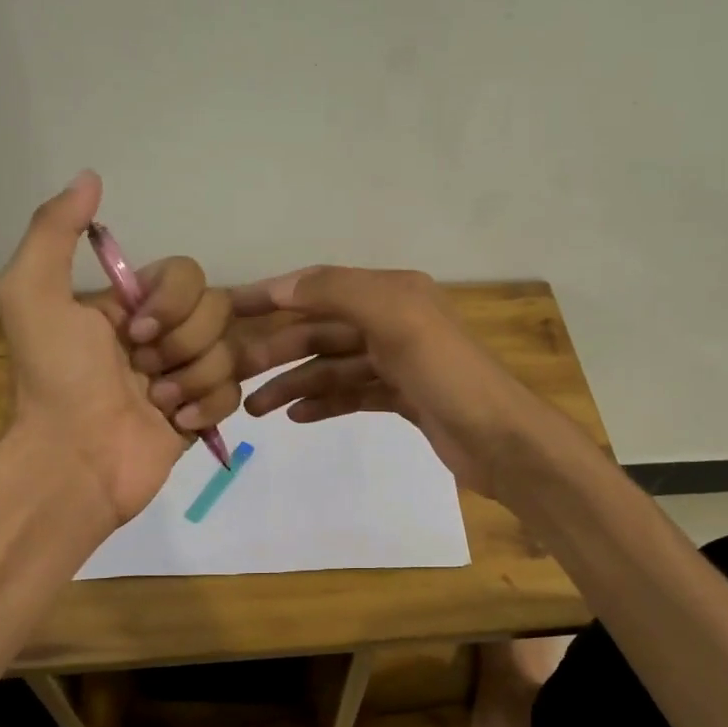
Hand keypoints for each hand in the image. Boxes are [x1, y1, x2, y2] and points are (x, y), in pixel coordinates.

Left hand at [0, 172, 238, 527]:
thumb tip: (90, 176)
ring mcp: (185, 375)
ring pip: (230, 352)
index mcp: (130, 304)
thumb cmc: (56, 380)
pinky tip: (176, 425)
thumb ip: (54, 231)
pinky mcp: (202, 413)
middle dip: (184, 344)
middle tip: (144, 372)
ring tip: (157, 405)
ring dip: (192, 379)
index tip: (134, 333)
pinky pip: (234, 392)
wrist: (74, 461)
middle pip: (218, 310)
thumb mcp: (32, 296)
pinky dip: (207, 408)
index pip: (186, 274)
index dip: (172, 302)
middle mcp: (162, 334)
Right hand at [229, 267, 550, 499]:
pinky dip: (324, 402)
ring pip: (333, 366)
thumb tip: (282, 286)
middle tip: (231, 375)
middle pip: (322, 330)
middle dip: (277, 350)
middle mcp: (394, 321)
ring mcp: (399, 362)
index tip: (225, 310)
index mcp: (392, 293)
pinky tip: (296, 417)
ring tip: (254, 408)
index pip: (318, 287)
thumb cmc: (448, 374)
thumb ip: (338, 293)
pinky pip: (352, 394)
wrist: (502, 440)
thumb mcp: (395, 318)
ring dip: (293, 382)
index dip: (272, 296)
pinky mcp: (403, 399)